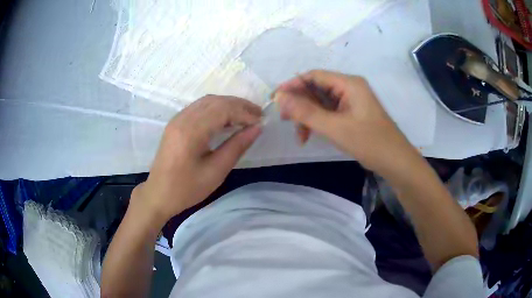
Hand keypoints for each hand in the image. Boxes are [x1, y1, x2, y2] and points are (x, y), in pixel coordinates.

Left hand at [131, 96, 261, 222]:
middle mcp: (182, 119)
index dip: (245, 112)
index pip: (223, 110)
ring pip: (207, 101)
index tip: (261, 121)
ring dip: (228, 105)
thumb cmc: (187, 189)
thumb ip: (237, 146)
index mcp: (191, 131)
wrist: (158, 194)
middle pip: (216, 101)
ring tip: (246, 116)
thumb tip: (257, 128)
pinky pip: (199, 107)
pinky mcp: (176, 123)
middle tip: (258, 116)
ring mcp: (177, 119)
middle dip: (239, 105)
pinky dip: (216, 109)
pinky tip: (226, 119)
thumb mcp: (216, 171)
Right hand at [274, 70, 415, 173]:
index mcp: (349, 83)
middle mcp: (349, 88)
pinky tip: (309, 136)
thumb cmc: (369, 142)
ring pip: (321, 102)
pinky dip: (318, 122)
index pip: (314, 76)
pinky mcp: (351, 113)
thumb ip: (306, 112)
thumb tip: (279, 98)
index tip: (275, 98)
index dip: (293, 85)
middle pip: (317, 89)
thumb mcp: (335, 127)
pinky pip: (329, 112)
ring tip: (298, 134)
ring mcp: (351, 101)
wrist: (394, 161)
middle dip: (300, 104)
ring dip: (308, 116)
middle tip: (285, 119)